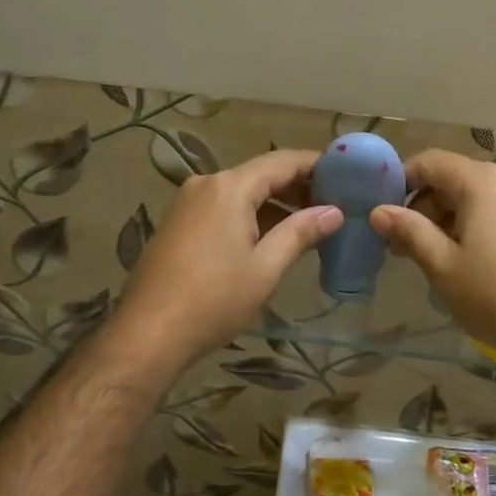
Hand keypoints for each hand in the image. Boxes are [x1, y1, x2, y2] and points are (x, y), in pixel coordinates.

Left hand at [114, 149, 340, 373]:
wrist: (148, 333)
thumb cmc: (214, 300)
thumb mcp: (265, 268)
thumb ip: (300, 233)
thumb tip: (334, 212)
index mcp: (229, 187)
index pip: (282, 162)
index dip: (316, 165)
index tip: (347, 176)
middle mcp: (205, 184)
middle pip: (260, 174)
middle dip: (297, 187)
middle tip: (333, 204)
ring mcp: (186, 203)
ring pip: (240, 193)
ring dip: (273, 204)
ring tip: (308, 225)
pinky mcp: (177, 224)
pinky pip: (221, 209)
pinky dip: (249, 216)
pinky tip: (269, 238)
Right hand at [369, 150, 495, 379]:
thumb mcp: (442, 265)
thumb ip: (409, 231)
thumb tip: (378, 211)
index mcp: (482, 182)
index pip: (430, 162)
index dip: (400, 181)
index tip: (382, 212)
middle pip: (453, 178)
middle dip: (422, 206)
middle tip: (402, 246)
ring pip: (476, 197)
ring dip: (447, 220)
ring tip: (432, 258)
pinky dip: (474, 226)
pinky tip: (468, 262)